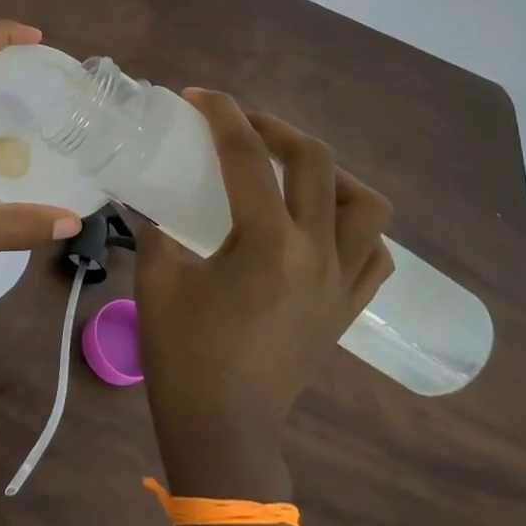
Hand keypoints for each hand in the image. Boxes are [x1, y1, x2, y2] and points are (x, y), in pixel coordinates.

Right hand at [136, 91, 393, 488]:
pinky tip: (321, 227)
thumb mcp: (156, 280)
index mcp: (267, 243)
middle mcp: (316, 253)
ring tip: (291, 173)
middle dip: (277, 129)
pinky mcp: (347, 309)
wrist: (223, 429)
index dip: (221, 115)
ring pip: (366, 205)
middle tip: (242, 126)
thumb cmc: (183, 356)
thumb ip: (156, 229)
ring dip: (330, 174)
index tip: (198, 96)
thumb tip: (151, 201)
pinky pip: (374, 254)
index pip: (247, 157)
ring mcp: (340, 282)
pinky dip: (354, 227)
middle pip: (317, 163)